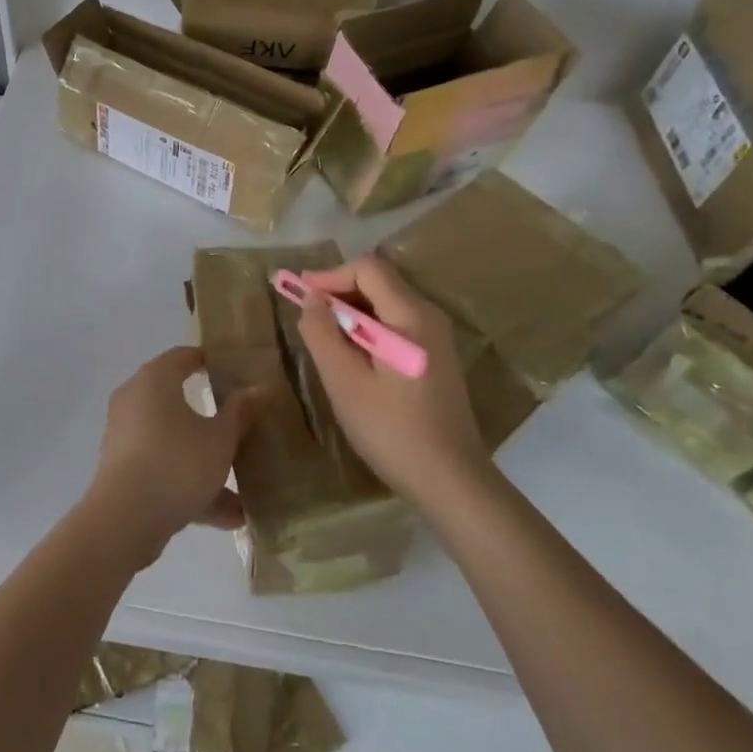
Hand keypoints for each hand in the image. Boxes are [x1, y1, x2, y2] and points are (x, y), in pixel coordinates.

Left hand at [84, 345, 259, 570]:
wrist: (124, 519)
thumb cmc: (177, 462)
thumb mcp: (220, 439)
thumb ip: (240, 412)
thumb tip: (258, 388)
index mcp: (155, 379)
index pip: (184, 356)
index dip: (211, 362)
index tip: (237, 373)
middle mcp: (134, 399)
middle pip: (178, 400)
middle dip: (212, 417)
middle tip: (243, 423)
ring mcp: (126, 436)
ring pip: (174, 441)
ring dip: (206, 461)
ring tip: (245, 486)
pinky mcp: (123, 470)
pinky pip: (164, 468)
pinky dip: (191, 485)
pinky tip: (230, 517)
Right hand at [296, 255, 487, 505]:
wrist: (452, 482)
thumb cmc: (393, 431)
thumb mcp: (345, 383)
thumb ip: (322, 334)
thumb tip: (311, 299)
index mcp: (411, 317)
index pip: (367, 269)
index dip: (330, 276)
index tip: (300, 295)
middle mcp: (429, 317)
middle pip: (379, 282)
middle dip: (339, 292)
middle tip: (307, 317)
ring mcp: (437, 338)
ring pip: (387, 304)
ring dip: (352, 312)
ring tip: (324, 339)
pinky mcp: (437, 358)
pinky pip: (397, 325)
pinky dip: (368, 329)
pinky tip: (352, 358)